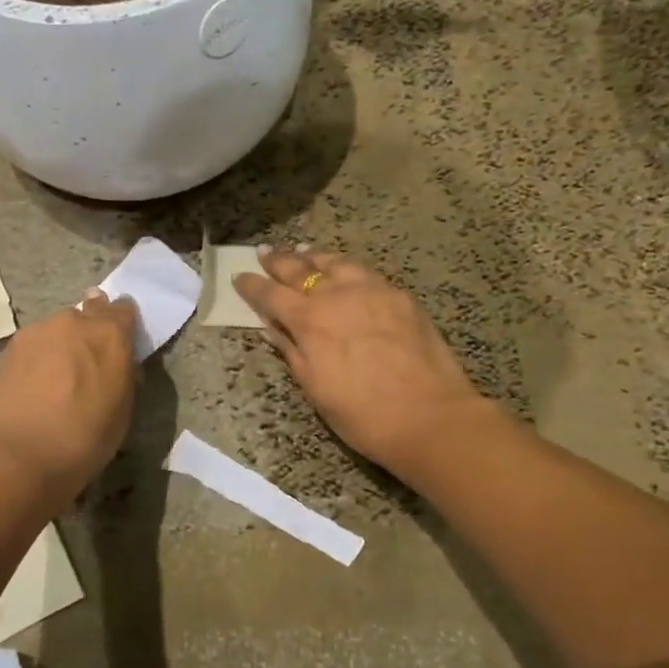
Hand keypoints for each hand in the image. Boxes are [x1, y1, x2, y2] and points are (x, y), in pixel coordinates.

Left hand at [0, 291, 138, 497]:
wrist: (20, 455)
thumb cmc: (85, 439)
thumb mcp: (123, 409)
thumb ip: (123, 374)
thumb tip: (120, 363)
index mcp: (110, 334)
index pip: (123, 310)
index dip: (123, 323)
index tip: (121, 340)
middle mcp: (74, 321)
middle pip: (87, 314)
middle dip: (90, 331)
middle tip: (88, 360)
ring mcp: (38, 331)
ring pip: (57, 329)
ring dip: (62, 344)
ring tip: (57, 377)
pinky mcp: (9, 347)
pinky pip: (33, 344)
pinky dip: (38, 357)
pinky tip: (34, 383)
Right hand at [237, 247, 490, 478]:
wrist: (430, 416)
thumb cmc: (363, 414)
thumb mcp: (315, 388)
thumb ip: (291, 351)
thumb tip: (271, 327)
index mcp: (310, 321)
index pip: (271, 295)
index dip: (251, 286)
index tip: (238, 277)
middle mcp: (337, 295)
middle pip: (300, 270)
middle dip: (279, 261)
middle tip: (264, 253)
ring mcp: (373, 290)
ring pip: (336, 262)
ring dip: (314, 256)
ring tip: (302, 250)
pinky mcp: (400, 296)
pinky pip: (366, 272)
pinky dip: (346, 267)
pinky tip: (345, 271)